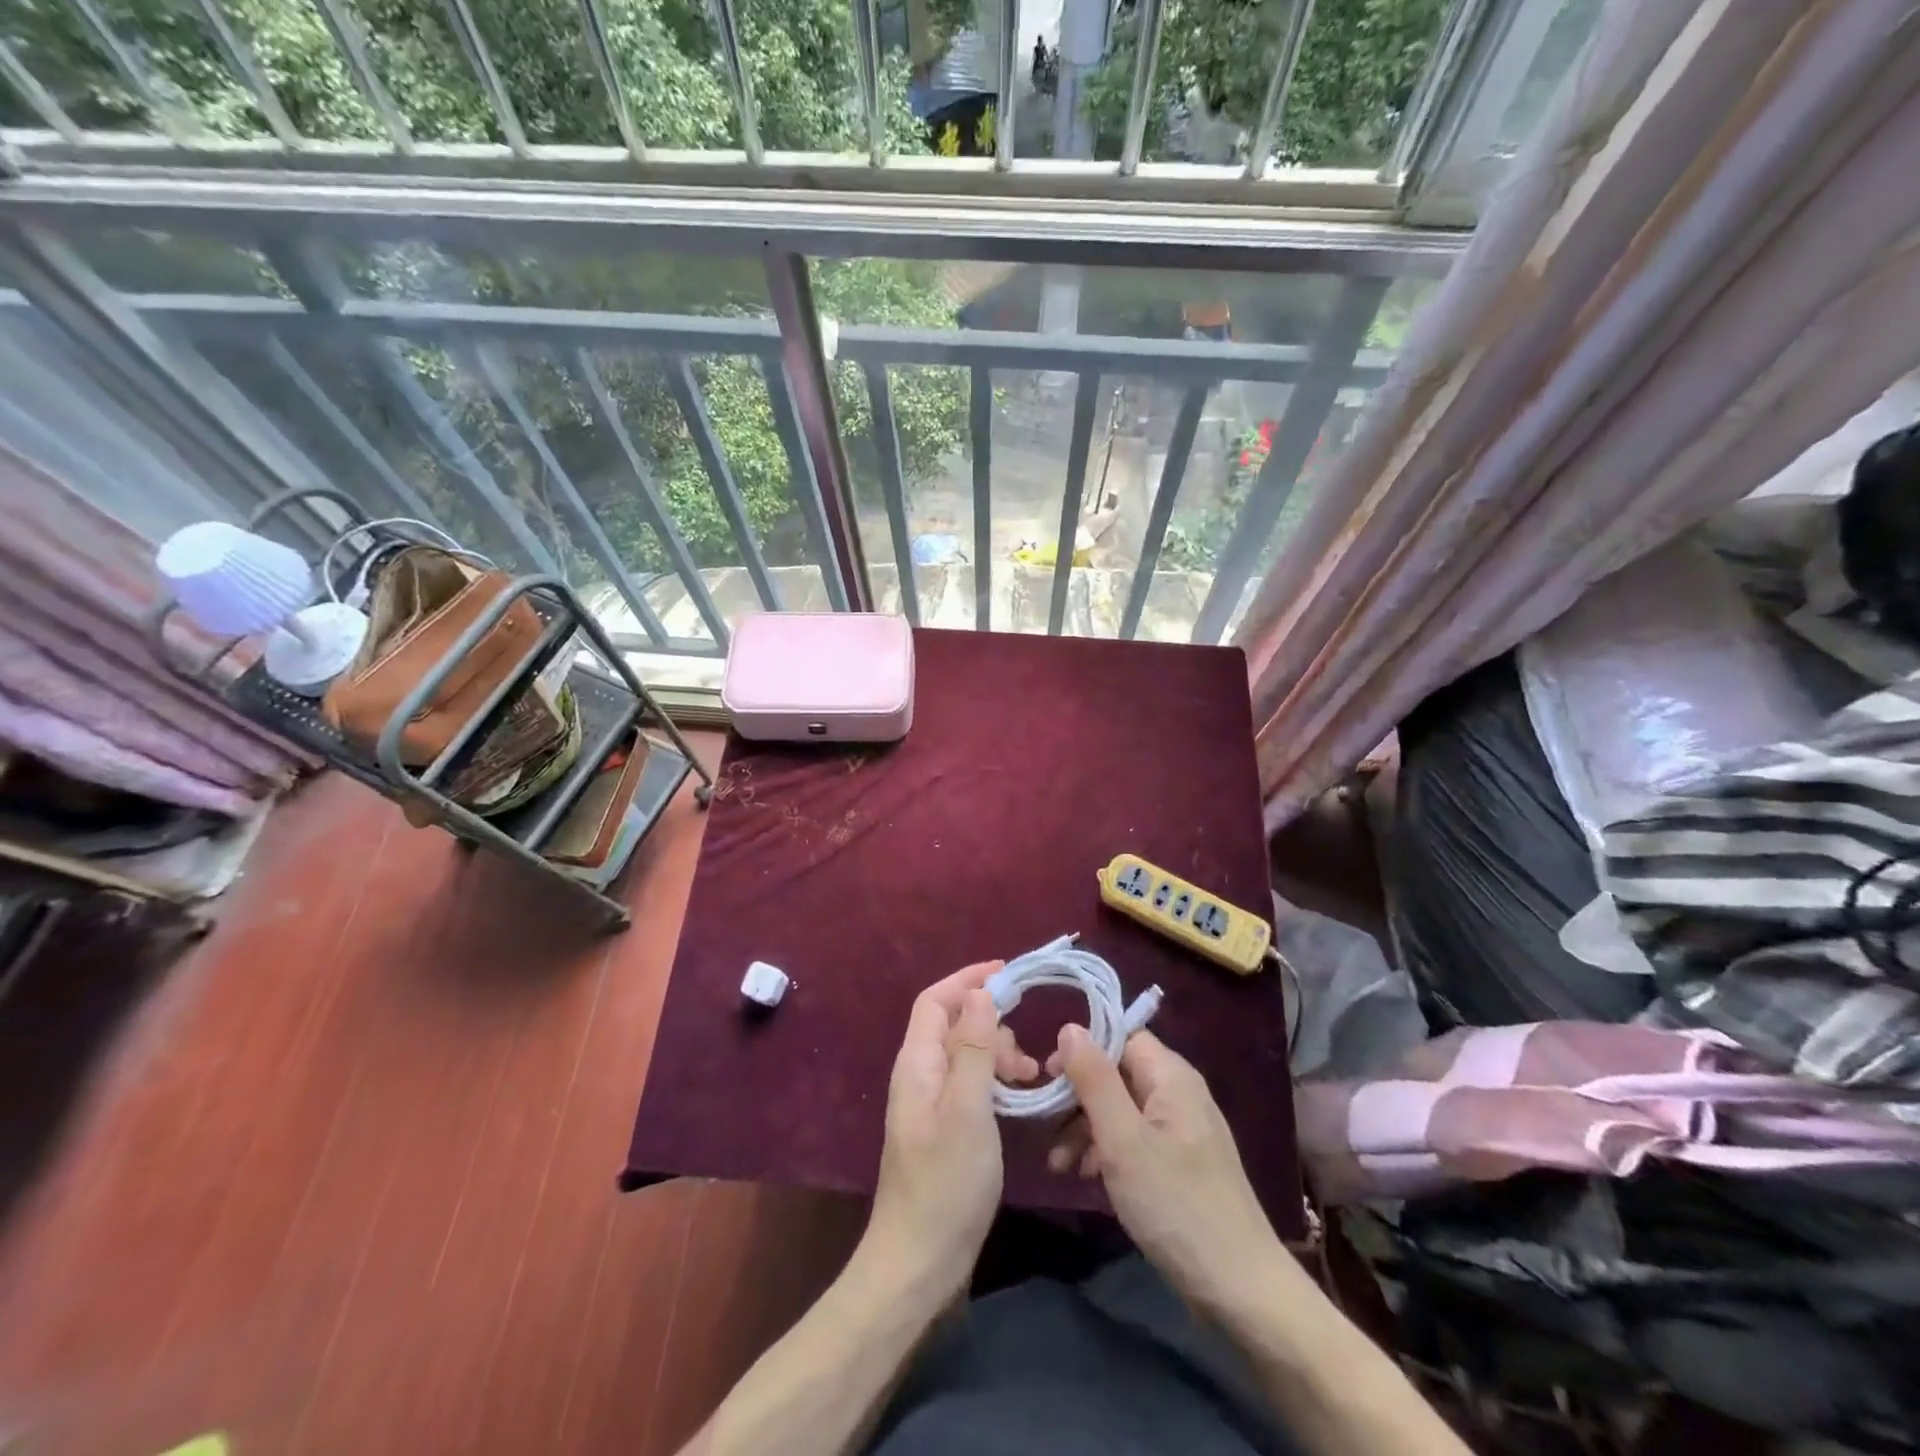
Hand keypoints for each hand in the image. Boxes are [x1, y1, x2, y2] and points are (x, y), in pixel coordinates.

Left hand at [864, 962, 1037, 1301]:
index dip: (968, 980)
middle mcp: (919, 1075)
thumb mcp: (968, 1109)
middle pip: (953, 1025)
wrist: (918, 1262)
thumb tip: (980, 994)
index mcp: (917, 1063)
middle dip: (991, 1025)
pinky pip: (971, 1084)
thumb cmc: (946, 1182)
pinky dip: (995, 1081)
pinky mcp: (944, 1129)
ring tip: (1029, 1079)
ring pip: (966, 1055)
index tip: (1008, 974)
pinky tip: (1018, 1100)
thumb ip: (975, 1049)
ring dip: (998, 1054)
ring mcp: (930, 1104)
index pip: (936, 1000)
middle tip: (1024, 1058)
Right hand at [1047, 1026, 1277, 1313]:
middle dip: (1078, 1097)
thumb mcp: (1122, 1140)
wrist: (1240, 1289)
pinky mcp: (1182, 1164)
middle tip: (1044, 1124)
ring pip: (1122, 1109)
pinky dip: (1108, 1151)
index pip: (1120, 1036)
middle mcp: (1179, 1093)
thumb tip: (1070, 1027)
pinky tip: (1087, 1177)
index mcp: (1171, 1076)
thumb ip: (1094, 1079)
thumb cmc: (1175, 1205)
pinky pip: (1136, 1138)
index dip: (1081, 1049)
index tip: (1047, 1075)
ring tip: (1059, 1164)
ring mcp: (1182, 1130)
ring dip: (1087, 1128)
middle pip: (1118, 1073)